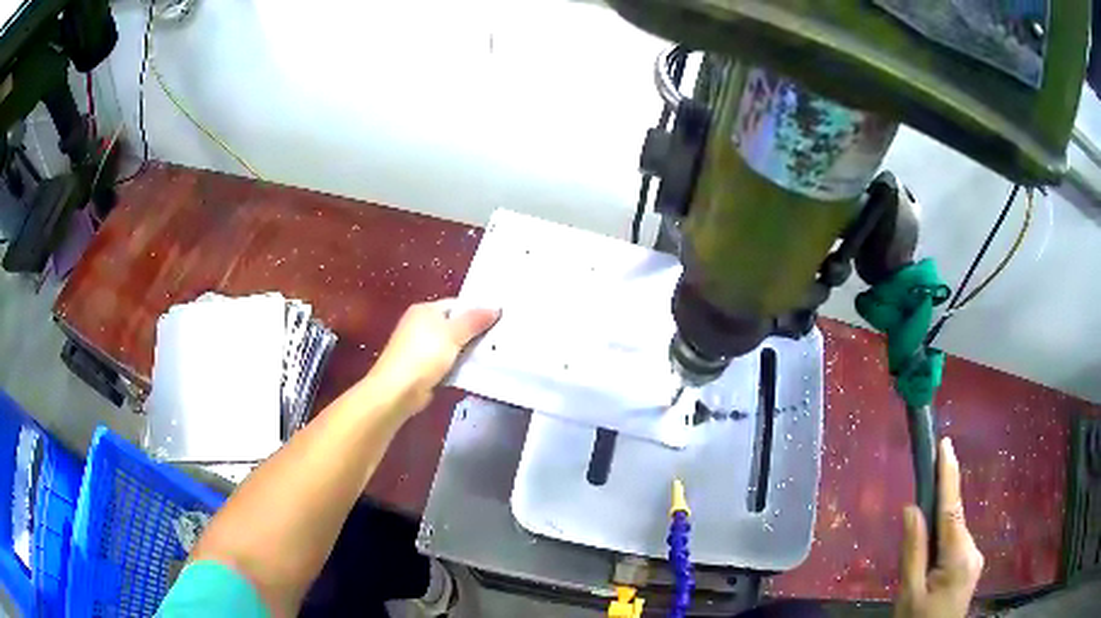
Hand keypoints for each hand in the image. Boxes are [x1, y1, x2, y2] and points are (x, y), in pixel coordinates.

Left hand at [366, 299, 499, 413]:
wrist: (398, 390)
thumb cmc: (423, 355)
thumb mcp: (453, 334)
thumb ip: (474, 320)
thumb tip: (496, 307)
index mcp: (425, 310)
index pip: (457, 305)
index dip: (477, 311)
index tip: (499, 321)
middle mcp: (420, 325)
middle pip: (454, 324)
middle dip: (474, 333)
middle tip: (500, 339)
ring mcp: (420, 347)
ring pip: (452, 345)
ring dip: (468, 351)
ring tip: (493, 354)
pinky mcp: (422, 368)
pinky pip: (446, 362)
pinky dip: (458, 366)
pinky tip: (474, 371)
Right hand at [895, 438, 984, 617]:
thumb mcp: (909, 594)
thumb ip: (912, 552)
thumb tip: (911, 508)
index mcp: (959, 557)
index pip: (952, 508)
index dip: (948, 475)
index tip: (946, 444)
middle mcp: (973, 551)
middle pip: (952, 522)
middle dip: (934, 517)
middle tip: (912, 530)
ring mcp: (975, 559)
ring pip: (953, 535)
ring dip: (936, 538)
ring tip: (917, 569)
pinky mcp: (971, 567)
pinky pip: (955, 546)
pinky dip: (941, 547)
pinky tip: (929, 570)